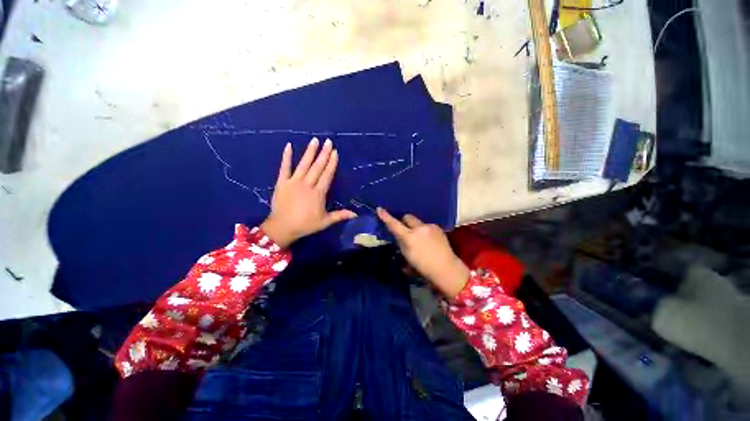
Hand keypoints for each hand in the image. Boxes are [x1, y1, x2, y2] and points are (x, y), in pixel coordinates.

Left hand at [261, 138, 355, 247]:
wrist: (282, 227)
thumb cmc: (305, 225)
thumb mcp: (325, 221)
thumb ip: (340, 215)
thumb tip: (355, 214)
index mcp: (318, 193)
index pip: (327, 175)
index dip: (332, 163)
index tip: (335, 152)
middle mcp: (307, 184)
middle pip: (317, 167)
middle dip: (324, 154)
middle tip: (328, 141)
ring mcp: (294, 182)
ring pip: (304, 164)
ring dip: (310, 152)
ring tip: (314, 140)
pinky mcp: (282, 182)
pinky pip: (284, 167)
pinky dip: (286, 157)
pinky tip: (288, 146)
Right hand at [377, 208, 469, 298]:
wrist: (446, 269)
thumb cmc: (423, 267)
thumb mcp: (407, 256)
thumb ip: (401, 242)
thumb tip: (399, 234)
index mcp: (410, 237)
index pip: (395, 225)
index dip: (386, 217)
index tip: (379, 209)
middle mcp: (420, 228)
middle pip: (407, 217)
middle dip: (404, 222)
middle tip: (406, 232)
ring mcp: (430, 226)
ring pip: (417, 222)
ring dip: (416, 228)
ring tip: (421, 240)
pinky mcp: (438, 227)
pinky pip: (426, 226)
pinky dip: (425, 231)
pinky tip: (429, 241)